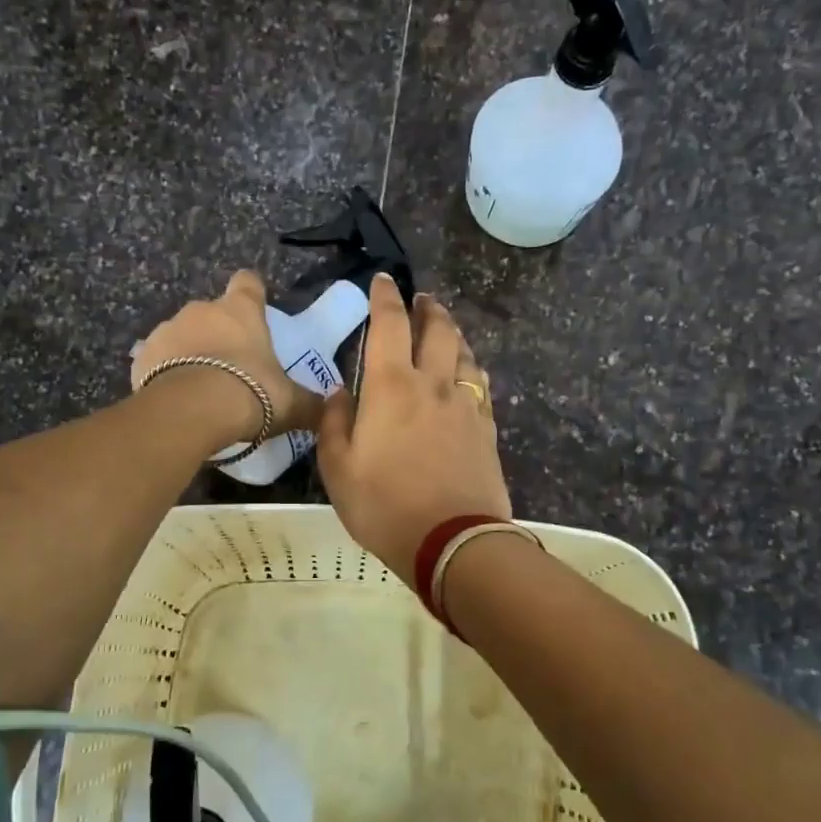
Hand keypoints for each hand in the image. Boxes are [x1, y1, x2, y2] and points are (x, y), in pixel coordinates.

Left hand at [131, 271, 323, 445]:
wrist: (192, 412)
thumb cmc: (251, 394)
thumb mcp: (290, 403)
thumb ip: (310, 404)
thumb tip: (330, 409)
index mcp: (241, 311)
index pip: (248, 283)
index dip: (253, 294)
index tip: (257, 310)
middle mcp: (202, 310)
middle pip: (212, 313)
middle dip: (220, 334)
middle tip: (233, 367)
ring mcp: (167, 330)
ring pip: (182, 335)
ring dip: (190, 353)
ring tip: (202, 388)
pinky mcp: (142, 356)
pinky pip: (157, 360)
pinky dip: (166, 374)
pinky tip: (177, 398)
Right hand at [318, 273, 510, 577]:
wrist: (452, 540)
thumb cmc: (384, 505)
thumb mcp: (337, 468)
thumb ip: (333, 422)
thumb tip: (338, 391)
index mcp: (391, 386)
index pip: (390, 324)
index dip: (385, 297)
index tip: (384, 280)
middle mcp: (433, 384)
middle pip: (438, 330)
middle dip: (429, 308)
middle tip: (422, 300)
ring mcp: (465, 405)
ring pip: (465, 354)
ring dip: (454, 334)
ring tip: (446, 331)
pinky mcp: (487, 428)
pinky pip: (481, 385)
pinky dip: (471, 369)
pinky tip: (468, 375)